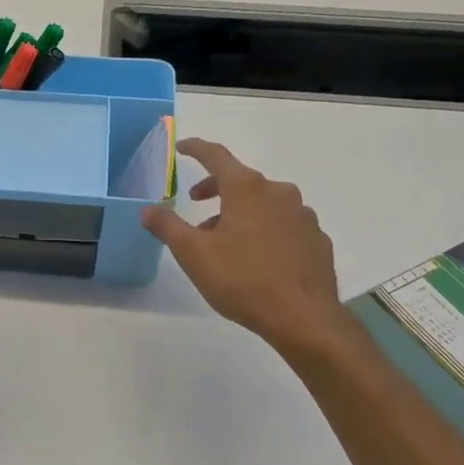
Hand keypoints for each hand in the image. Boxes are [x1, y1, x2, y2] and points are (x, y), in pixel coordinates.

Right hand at [141, 138, 354, 363]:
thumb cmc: (243, 279)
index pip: (216, 156)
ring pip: (263, 203)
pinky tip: (256, 257)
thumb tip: (147, 209)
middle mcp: (278, 192)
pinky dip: (264, 229)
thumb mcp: (193, 253)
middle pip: (241, 180)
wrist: (303, 317)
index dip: (196, 149)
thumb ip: (167, 226)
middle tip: (195, 203)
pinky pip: (283, 224)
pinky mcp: (316, 239)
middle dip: (214, 187)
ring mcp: (302, 215)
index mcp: (247, 189)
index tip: (181, 147)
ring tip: (222, 240)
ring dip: (239, 212)